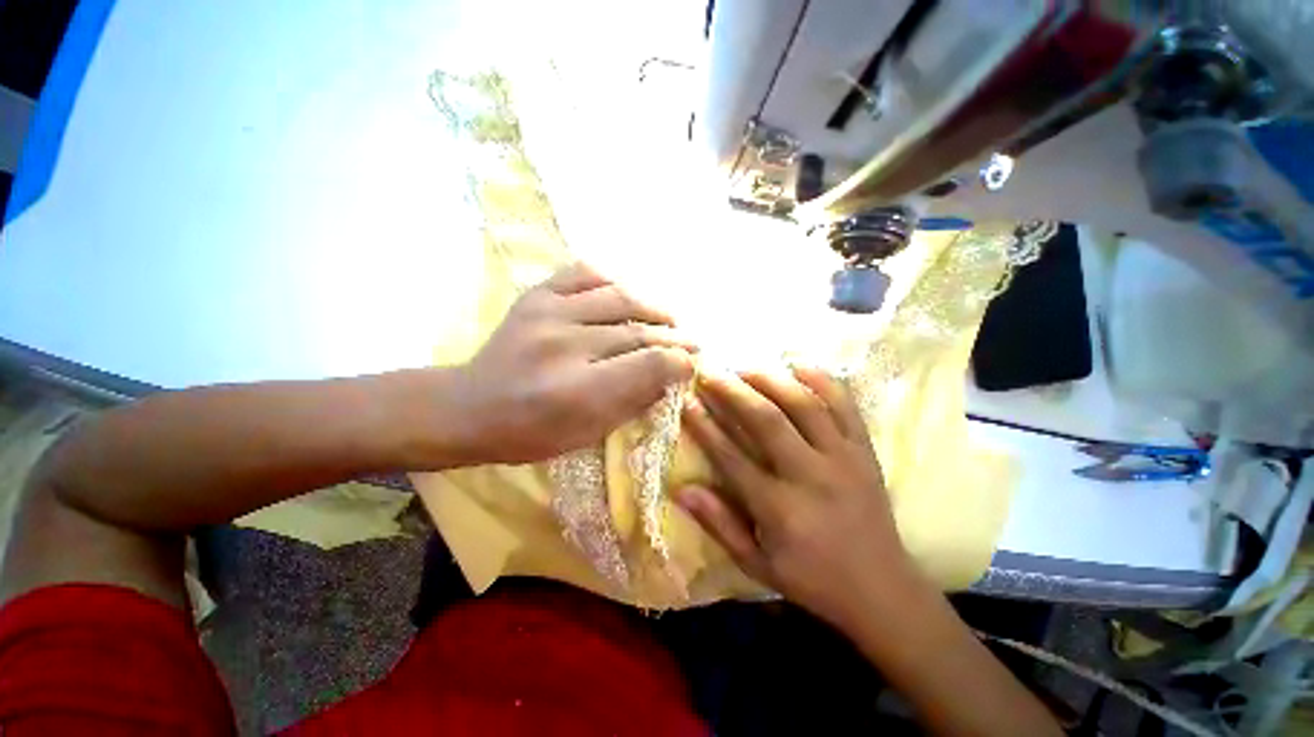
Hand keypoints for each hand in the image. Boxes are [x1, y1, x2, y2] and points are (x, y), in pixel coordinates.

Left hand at [449, 263, 695, 464]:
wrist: (468, 407)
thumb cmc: (530, 433)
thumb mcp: (588, 433)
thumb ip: (633, 403)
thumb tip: (669, 377)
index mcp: (579, 391)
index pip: (649, 364)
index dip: (679, 362)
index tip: (690, 364)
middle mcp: (566, 346)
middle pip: (639, 331)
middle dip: (674, 338)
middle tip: (692, 341)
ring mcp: (548, 313)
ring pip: (620, 297)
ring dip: (654, 307)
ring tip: (668, 318)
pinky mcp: (536, 296)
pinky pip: (585, 273)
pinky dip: (614, 281)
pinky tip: (626, 295)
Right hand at [676, 367, 919, 626]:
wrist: (883, 590)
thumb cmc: (812, 579)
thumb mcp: (757, 565)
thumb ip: (719, 524)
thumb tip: (681, 490)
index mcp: (780, 508)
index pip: (731, 457)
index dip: (705, 427)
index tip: (687, 402)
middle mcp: (811, 476)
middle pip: (767, 420)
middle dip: (733, 391)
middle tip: (710, 372)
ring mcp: (843, 458)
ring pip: (804, 404)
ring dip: (770, 379)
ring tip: (745, 367)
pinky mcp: (865, 451)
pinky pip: (845, 405)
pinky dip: (822, 380)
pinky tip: (798, 365)